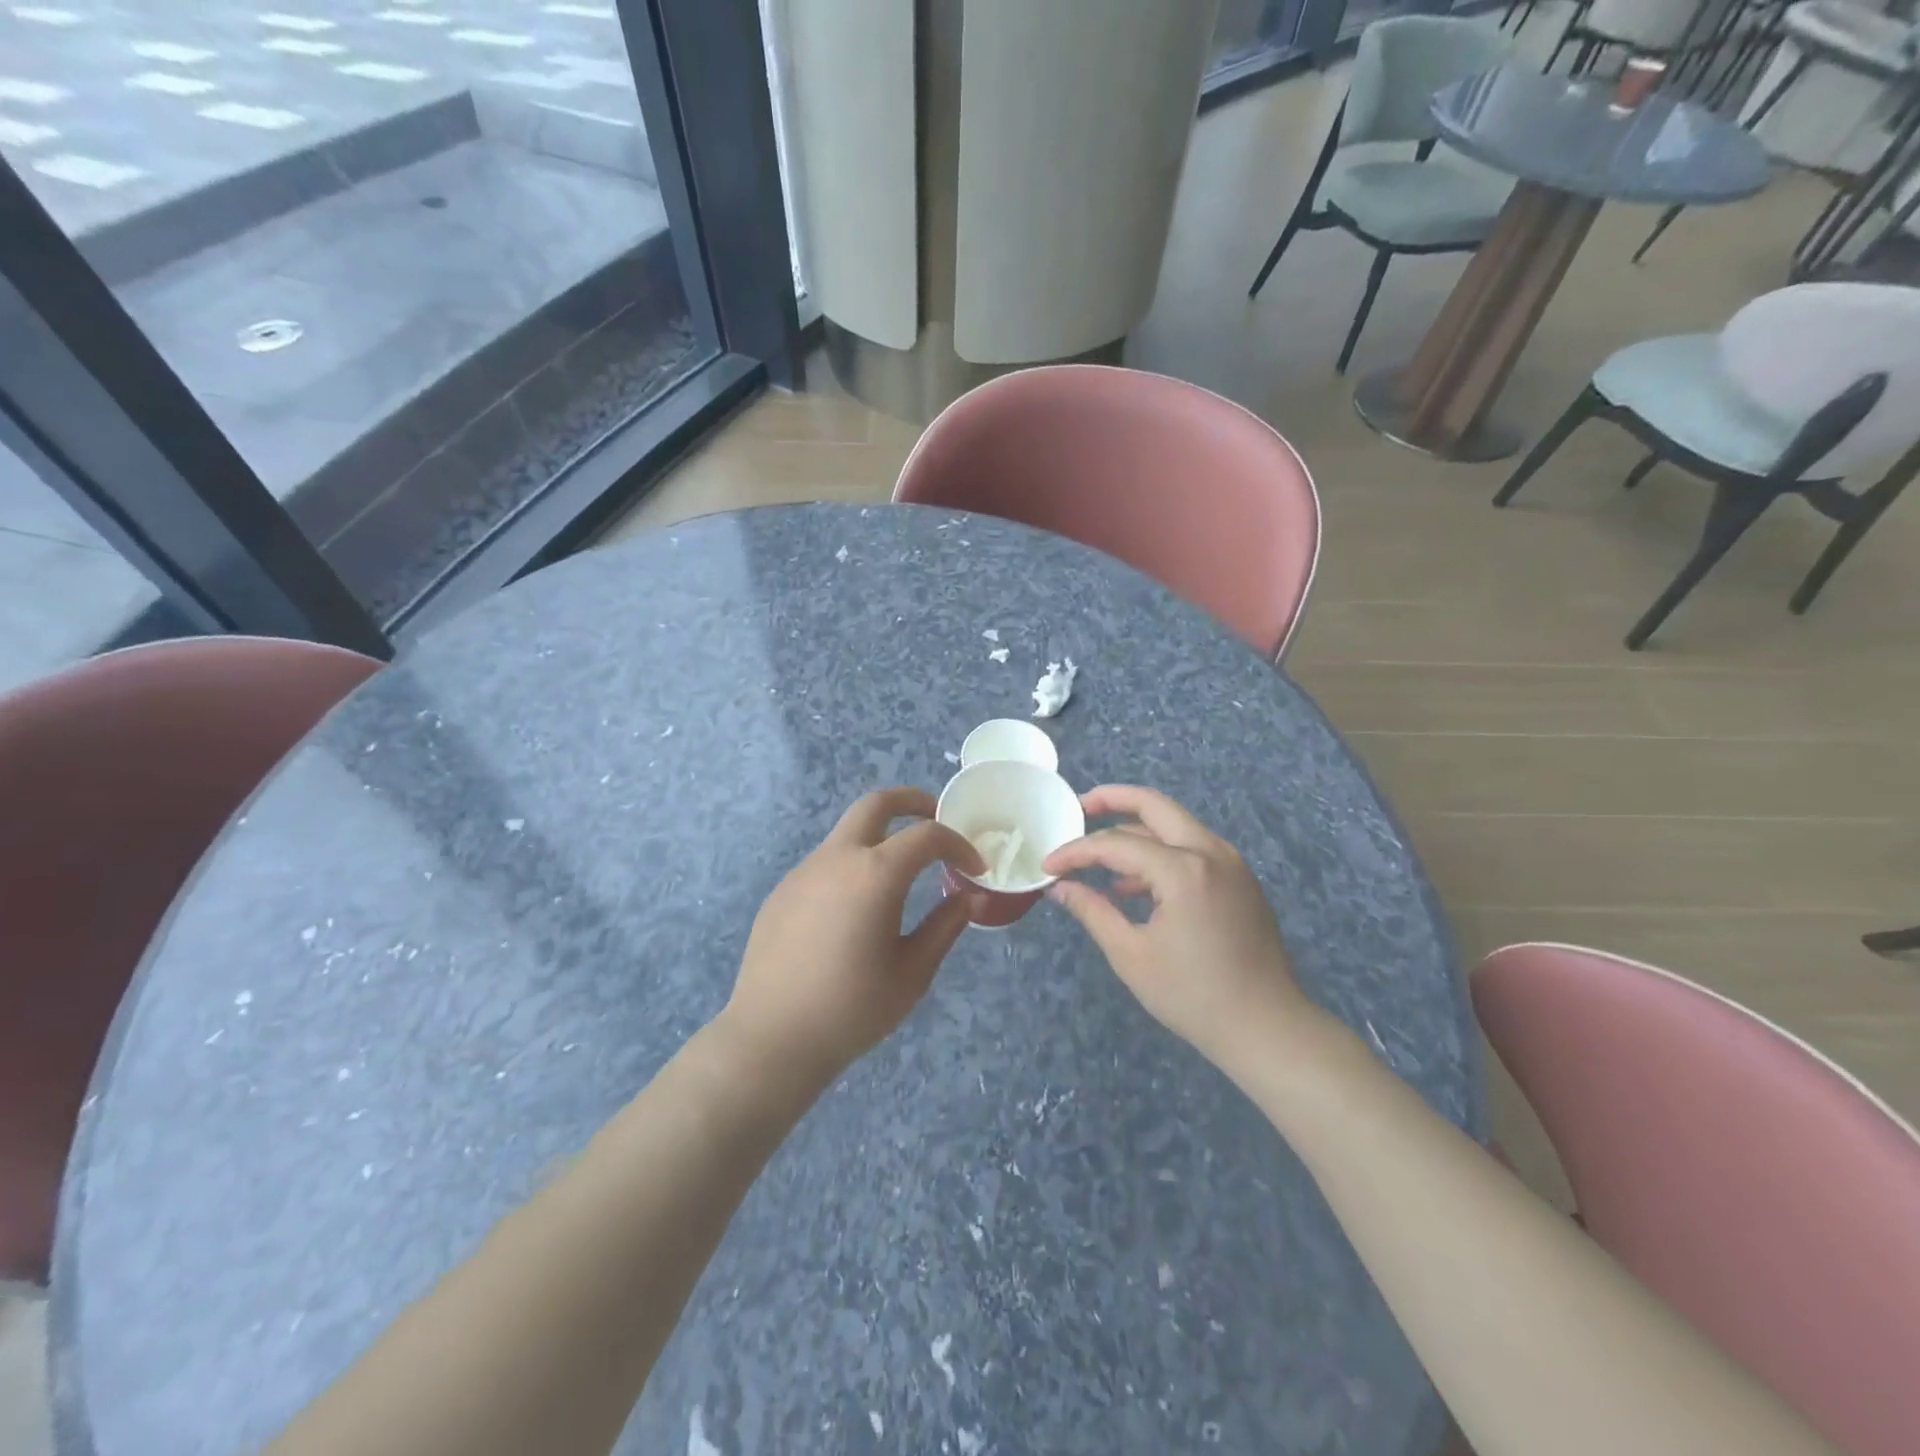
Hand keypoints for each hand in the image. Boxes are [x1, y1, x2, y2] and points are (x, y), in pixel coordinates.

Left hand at [719, 787, 984, 1093]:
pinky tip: (854, 912)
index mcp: (875, 874)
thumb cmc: (852, 1009)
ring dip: (879, 839)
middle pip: (877, 803)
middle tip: (936, 818)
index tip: (975, 869)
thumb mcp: (912, 972)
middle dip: (912, 802)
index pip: (927, 836)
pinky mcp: (782, 891)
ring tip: (900, 878)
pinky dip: (852, 867)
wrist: (771, 1038)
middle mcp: (837, 858)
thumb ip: (944, 927)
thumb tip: (969, 899)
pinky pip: (825, 864)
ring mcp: (804, 871)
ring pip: (848, 833)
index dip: (958, 845)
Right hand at [1042, 786, 1309, 1069]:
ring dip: (1136, 832)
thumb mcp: (1131, 955)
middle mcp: (1210, 852)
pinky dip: (1160, 855)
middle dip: (1113, 800)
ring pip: (1175, 827)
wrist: (1267, 1028)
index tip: (1048, 866)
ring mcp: (1231, 864)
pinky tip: (1133, 886)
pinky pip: (1192, 850)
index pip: (1116, 843)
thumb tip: (1059, 887)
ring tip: (1100, 859)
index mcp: (1183, 870)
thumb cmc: (1193, 996)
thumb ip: (1092, 911)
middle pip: (1154, 806)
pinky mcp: (1240, 880)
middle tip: (1079, 808)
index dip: (1076, 851)